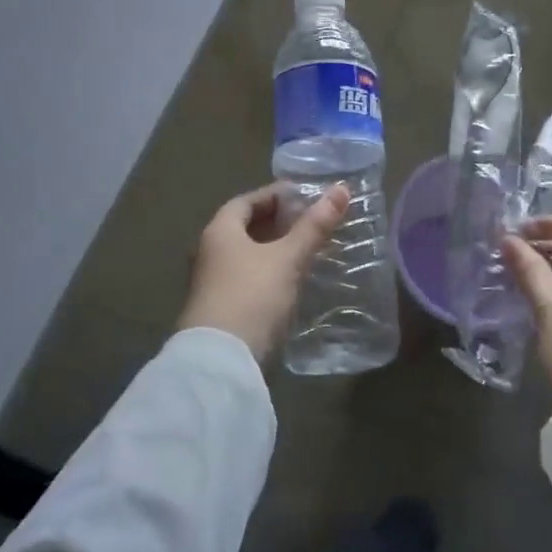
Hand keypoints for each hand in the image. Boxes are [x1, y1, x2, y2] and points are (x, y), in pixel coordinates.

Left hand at [179, 183, 350, 359]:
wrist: (221, 362)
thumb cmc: (252, 296)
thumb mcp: (288, 258)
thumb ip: (314, 226)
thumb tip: (342, 189)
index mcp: (219, 230)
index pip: (246, 201)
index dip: (275, 196)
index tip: (304, 196)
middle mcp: (210, 252)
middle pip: (245, 228)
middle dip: (277, 223)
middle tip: (311, 222)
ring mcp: (213, 283)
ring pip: (248, 256)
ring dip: (275, 250)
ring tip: (308, 250)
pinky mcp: (222, 309)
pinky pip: (248, 279)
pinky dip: (270, 273)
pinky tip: (293, 282)